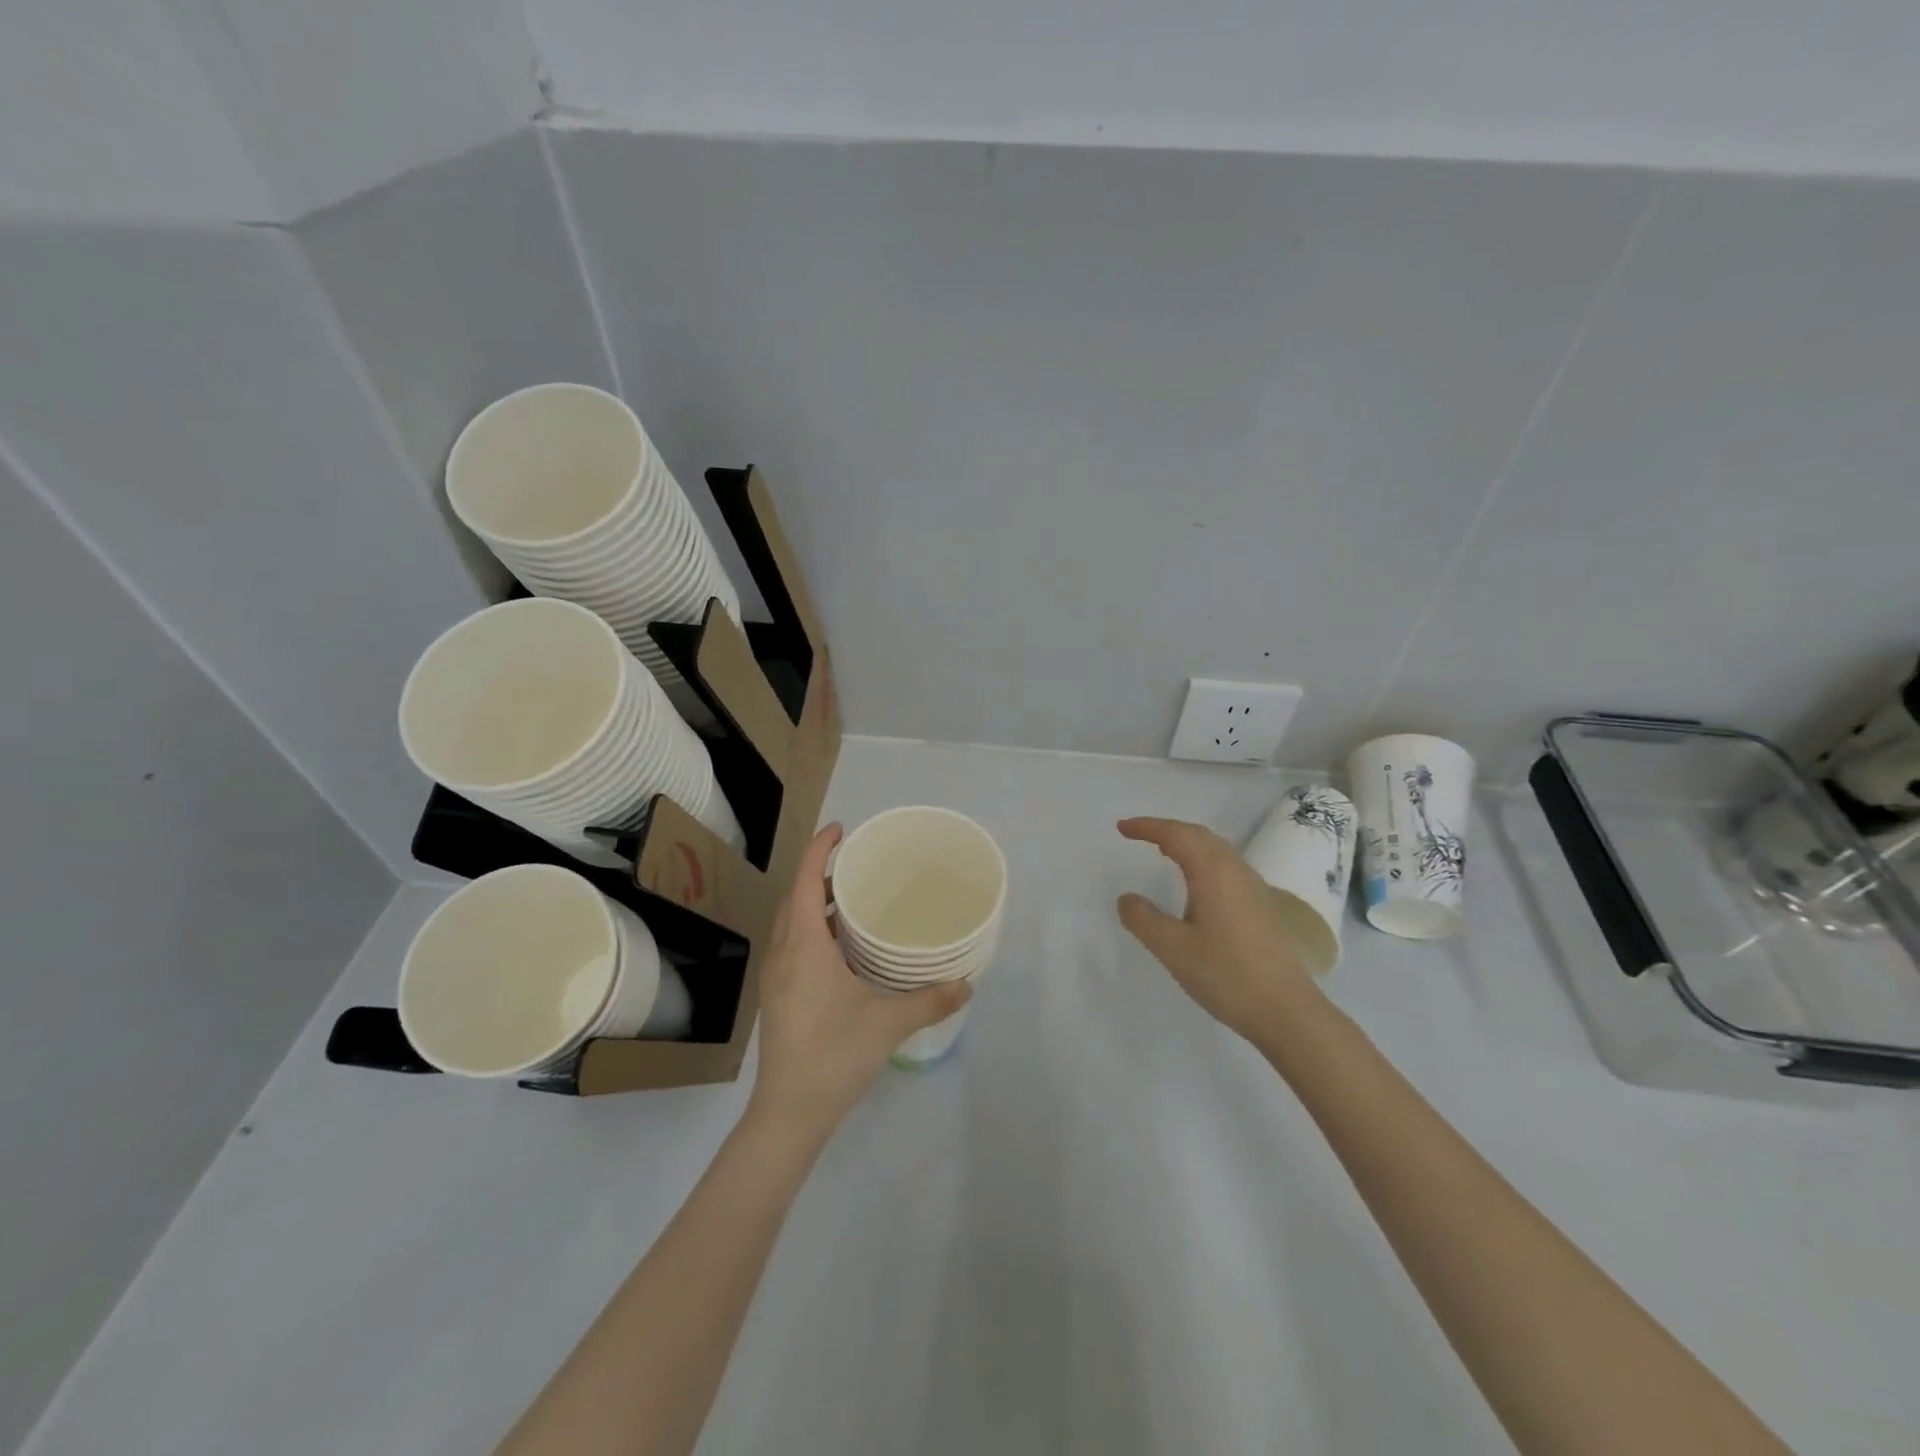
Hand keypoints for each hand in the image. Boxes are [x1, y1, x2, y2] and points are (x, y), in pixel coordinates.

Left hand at [748, 824, 970, 1141]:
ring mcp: (775, 977)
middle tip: (857, 862)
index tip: (842, 829)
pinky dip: (812, 927)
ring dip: (815, 901)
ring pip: (791, 922)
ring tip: (853, 897)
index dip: (820, 849)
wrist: (788, 1114)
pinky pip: (792, 943)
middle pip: (796, 896)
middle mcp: (783, 953)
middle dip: (821, 872)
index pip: (807, 881)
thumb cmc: (834, 1057)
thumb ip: (930, 1000)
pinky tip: (841, 945)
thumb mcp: (888, 1024)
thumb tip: (967, 983)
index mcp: (803, 946)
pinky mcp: (777, 996)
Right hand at [1116, 816, 1327, 1045]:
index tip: (1121, 828)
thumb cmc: (1226, 974)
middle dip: (1167, 829)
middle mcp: (1235, 870)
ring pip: (1216, 849)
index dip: (1147, 827)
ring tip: (1164, 851)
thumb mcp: (1173, 948)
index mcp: (1213, 872)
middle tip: (1139, 834)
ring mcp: (1253, 887)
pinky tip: (1197, 882)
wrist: (1286, 1010)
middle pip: (1199, 835)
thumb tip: (1126, 899)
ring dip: (1188, 842)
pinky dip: (1203, 859)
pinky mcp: (1261, 905)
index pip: (1176, 835)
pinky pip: (1227, 866)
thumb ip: (1143, 919)